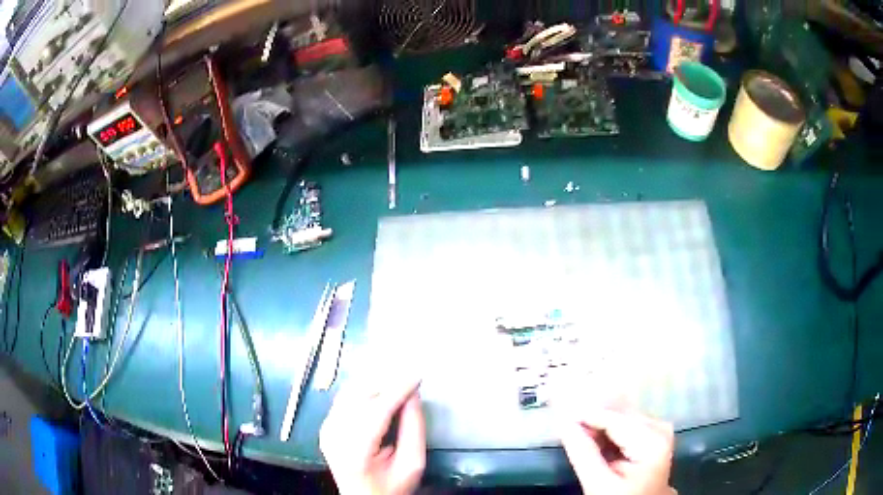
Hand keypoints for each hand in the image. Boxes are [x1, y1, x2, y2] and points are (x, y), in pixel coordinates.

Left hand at [320, 378, 425, 494]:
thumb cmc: (392, 486)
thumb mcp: (412, 463)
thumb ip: (414, 429)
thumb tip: (412, 395)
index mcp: (355, 451)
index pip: (376, 411)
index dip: (397, 390)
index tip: (417, 376)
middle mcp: (334, 436)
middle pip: (359, 397)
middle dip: (386, 384)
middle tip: (409, 380)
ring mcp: (326, 430)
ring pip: (350, 393)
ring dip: (374, 384)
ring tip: (397, 384)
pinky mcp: (326, 426)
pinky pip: (344, 399)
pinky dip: (363, 391)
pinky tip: (379, 393)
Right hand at [560, 407, 674, 494]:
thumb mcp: (599, 484)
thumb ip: (583, 453)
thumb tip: (563, 423)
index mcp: (652, 441)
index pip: (613, 419)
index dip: (584, 415)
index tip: (558, 414)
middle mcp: (660, 428)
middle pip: (619, 415)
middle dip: (592, 417)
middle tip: (564, 420)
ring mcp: (659, 430)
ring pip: (621, 417)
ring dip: (598, 422)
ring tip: (574, 426)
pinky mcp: (654, 434)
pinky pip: (626, 424)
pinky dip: (607, 429)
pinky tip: (592, 435)